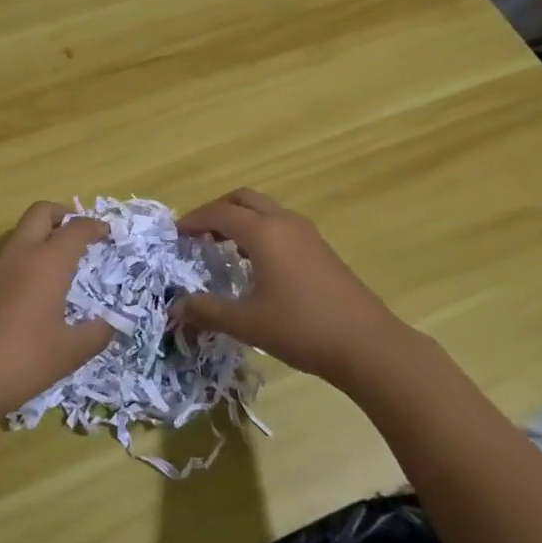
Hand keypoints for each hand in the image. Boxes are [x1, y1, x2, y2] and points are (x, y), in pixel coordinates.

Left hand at [0, 202, 112, 425]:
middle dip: (62, 215)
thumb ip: (95, 334)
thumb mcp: (68, 353)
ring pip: (19, 234)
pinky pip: (4, 259)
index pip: (76, 229)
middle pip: (41, 212)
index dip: (95, 227)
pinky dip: (22, 262)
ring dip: (39, 238)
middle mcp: (19, 254)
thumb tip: (109, 324)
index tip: (107, 233)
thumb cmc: (20, 360)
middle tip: (78, 235)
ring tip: (56, 265)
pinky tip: (28, 293)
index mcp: (48, 262)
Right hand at [176, 189, 400, 386]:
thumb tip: (175, 306)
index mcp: (264, 233)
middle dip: (217, 210)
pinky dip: (260, 231)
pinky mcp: (321, 249)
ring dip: (241, 219)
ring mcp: (307, 234)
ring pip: (265, 210)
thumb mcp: (247, 323)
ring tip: (222, 247)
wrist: (366, 343)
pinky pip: (281, 225)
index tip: (175, 233)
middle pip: (244, 199)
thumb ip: (208, 311)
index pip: (220, 213)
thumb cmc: (301, 328)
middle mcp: (284, 223)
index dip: (194, 219)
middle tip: (198, 233)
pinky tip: (256, 264)